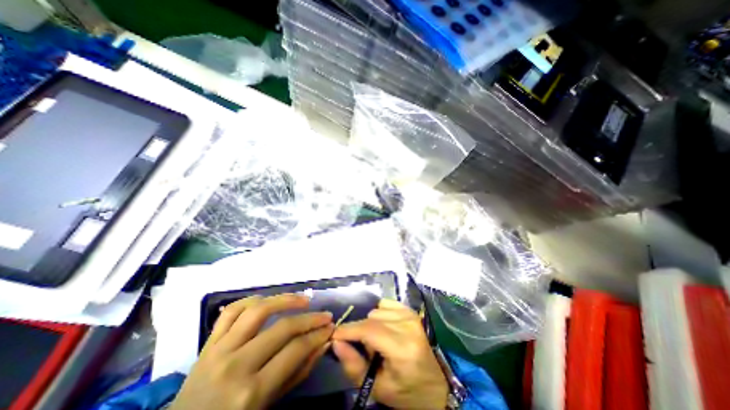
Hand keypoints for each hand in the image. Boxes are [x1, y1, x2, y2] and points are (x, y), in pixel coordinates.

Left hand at [171, 295, 332, 409]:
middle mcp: (236, 365)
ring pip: (258, 310)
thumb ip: (298, 372)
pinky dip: (252, 300)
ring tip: (303, 299)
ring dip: (285, 299)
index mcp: (251, 392)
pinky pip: (232, 311)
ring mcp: (219, 350)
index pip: (295, 350)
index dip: (317, 335)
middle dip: (310, 319)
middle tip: (325, 315)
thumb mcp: (270, 405)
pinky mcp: (208, 342)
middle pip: (282, 328)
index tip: (330, 327)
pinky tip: (268, 300)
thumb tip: (322, 343)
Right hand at [334, 298, 448, 409]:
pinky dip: (380, 314)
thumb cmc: (406, 392)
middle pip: (371, 319)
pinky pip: (385, 304)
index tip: (334, 335)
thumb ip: (353, 365)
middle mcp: (407, 326)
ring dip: (371, 324)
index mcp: (402, 348)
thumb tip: (335, 342)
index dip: (348, 330)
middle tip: (366, 349)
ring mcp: (410, 315)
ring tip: (378, 341)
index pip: (369, 330)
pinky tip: (385, 328)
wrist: (434, 387)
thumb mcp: (377, 388)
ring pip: (376, 311)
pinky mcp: (411, 311)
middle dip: (360, 332)